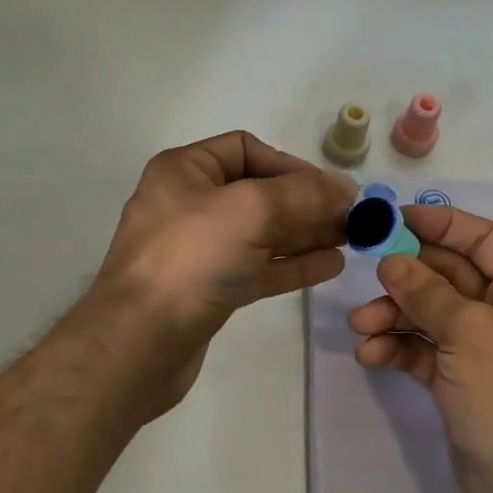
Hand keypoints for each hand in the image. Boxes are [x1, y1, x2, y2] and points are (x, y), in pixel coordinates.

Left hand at [93, 131, 356, 412]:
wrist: (138, 343)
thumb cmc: (190, 259)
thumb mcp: (250, 210)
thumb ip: (303, 194)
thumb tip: (344, 189)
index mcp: (185, 171)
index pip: (246, 149)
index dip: (291, 165)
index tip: (329, 188)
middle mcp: (189, 204)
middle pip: (259, 193)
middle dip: (306, 203)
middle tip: (353, 218)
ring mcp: (199, 250)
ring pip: (262, 233)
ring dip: (306, 234)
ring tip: (350, 240)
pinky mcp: (209, 289)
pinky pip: (258, 267)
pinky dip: (292, 264)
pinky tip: (330, 265)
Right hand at [347, 205, 492, 492]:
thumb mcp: (468, 332)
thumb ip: (426, 292)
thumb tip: (391, 261)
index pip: (481, 239)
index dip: (439, 223)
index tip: (394, 218)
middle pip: (449, 276)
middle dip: (406, 278)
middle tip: (367, 275)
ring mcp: (483, 347)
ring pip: (431, 314)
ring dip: (394, 316)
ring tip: (360, 327)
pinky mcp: (461, 379)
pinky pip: (424, 350)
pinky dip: (398, 348)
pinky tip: (370, 356)